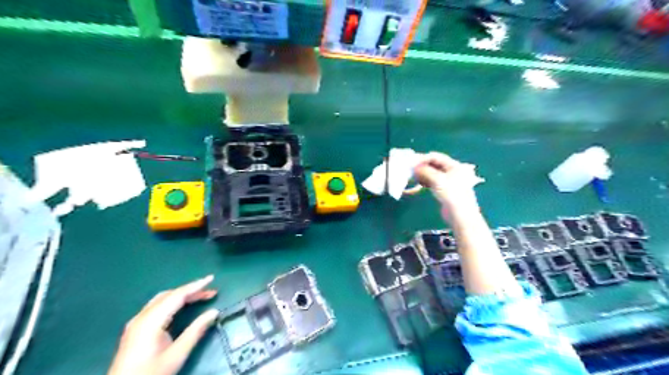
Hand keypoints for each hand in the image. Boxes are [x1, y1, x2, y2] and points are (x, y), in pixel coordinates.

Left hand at [109, 275, 219, 373]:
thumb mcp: (177, 354)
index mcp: (151, 321)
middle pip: (169, 295)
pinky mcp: (134, 329)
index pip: (177, 295)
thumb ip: (196, 331)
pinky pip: (156, 307)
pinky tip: (180, 307)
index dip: (196, 286)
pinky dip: (172, 302)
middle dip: (191, 291)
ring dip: (182, 296)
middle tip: (211, 293)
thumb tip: (214, 312)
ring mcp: (135, 323)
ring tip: (200, 297)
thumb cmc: (150, 373)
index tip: (211, 278)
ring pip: (162, 300)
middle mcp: (141, 317)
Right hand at [411, 151, 483, 219]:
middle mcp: (452, 171)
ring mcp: (449, 181)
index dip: (422, 158)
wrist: (460, 215)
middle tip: (410, 169)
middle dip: (422, 166)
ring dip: (422, 174)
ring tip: (412, 176)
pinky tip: (419, 183)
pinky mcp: (445, 190)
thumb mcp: (437, 180)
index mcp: (454, 165)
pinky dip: (425, 181)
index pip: (435, 157)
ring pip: (432, 173)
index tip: (411, 163)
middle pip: (434, 164)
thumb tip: (414, 167)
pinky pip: (433, 181)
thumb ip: (425, 171)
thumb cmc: (451, 194)